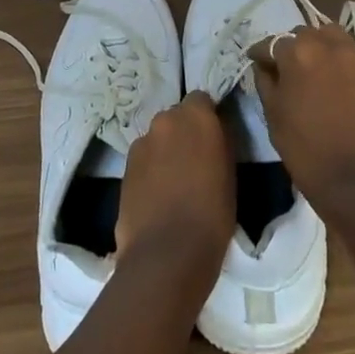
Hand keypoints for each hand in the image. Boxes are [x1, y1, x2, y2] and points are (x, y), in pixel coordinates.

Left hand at [116, 91, 233, 282]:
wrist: (167, 253)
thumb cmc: (213, 214)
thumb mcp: (230, 173)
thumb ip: (219, 143)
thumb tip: (213, 135)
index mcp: (196, 116)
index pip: (201, 100)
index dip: (207, 117)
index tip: (213, 139)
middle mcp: (165, 120)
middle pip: (176, 117)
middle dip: (184, 133)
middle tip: (195, 162)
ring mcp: (141, 143)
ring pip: (157, 139)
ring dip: (165, 151)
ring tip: (174, 184)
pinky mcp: (124, 167)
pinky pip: (143, 160)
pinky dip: (150, 170)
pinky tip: (157, 197)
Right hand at [250, 23, 354, 204]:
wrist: (354, 178)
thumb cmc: (304, 147)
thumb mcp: (272, 113)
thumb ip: (265, 81)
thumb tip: (264, 66)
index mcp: (298, 52)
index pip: (272, 43)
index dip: (261, 53)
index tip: (256, 61)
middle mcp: (329, 45)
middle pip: (304, 34)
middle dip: (292, 46)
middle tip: (288, 67)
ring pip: (333, 37)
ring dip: (321, 45)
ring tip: (316, 67)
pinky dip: (343, 61)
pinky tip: (339, 82)